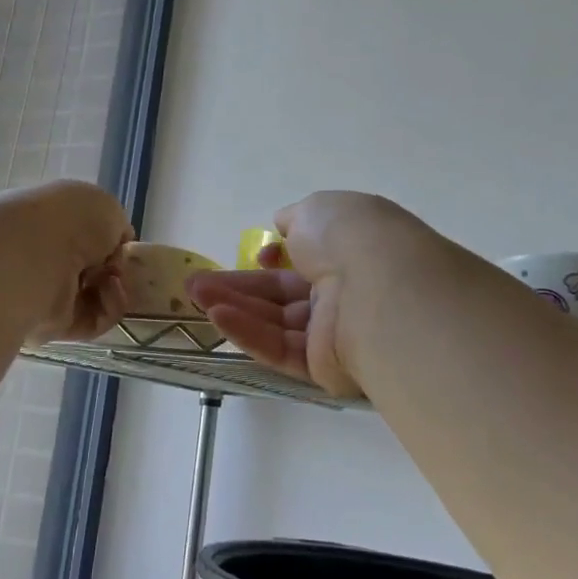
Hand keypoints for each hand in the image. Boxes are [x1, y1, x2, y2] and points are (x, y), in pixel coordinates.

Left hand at [0, 180, 133, 343]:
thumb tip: (114, 249)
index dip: (108, 242)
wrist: (35, 255)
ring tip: (116, 279)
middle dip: (114, 270)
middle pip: (88, 270)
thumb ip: (116, 227)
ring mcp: (46, 293)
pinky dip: (110, 308)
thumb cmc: (70, 219)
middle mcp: (43, 256)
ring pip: (93, 298)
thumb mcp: (106, 207)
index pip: (82, 237)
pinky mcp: (52, 325)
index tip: (124, 246)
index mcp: (50, 220)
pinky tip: (111, 291)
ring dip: (115, 289)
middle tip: (124, 268)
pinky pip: (93, 321)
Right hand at [186, 192, 431, 397]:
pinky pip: (280, 348)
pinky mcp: (324, 368)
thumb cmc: (351, 239)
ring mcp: (335, 332)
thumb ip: (296, 220)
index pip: (307, 259)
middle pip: (282, 293)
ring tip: (195, 296)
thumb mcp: (318, 210)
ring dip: (234, 307)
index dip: (276, 257)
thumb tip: (286, 226)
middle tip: (196, 284)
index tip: (256, 256)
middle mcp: (345, 292)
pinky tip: (216, 317)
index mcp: (351, 251)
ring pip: (276, 321)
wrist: (382, 290)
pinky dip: (248, 332)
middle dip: (238, 286)